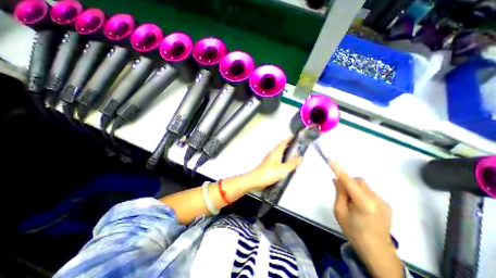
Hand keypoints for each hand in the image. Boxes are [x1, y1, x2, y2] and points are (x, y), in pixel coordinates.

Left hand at [247, 137, 304, 190]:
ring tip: (296, 160)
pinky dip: (285, 162)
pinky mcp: (270, 165)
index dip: (290, 138)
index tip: (297, 137)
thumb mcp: (283, 169)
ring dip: (288, 156)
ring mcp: (271, 159)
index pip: (284, 142)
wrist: (256, 180)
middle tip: (300, 150)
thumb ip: (292, 163)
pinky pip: (279, 161)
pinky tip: (289, 169)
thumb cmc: (269, 173)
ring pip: (281, 155)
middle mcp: (273, 153)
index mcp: (276, 152)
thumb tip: (301, 157)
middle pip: (283, 148)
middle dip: (291, 147)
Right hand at [328, 159, 401, 277]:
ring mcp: (383, 202)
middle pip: (358, 181)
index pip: (349, 181)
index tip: (332, 159)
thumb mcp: (340, 212)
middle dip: (348, 182)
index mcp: (363, 203)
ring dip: (354, 188)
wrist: (377, 251)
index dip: (339, 170)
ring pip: (363, 186)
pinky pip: (368, 192)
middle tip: (341, 193)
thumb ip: (339, 194)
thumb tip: (337, 180)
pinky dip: (360, 193)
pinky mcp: (386, 204)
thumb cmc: (354, 232)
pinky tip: (359, 206)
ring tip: (350, 202)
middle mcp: (376, 199)